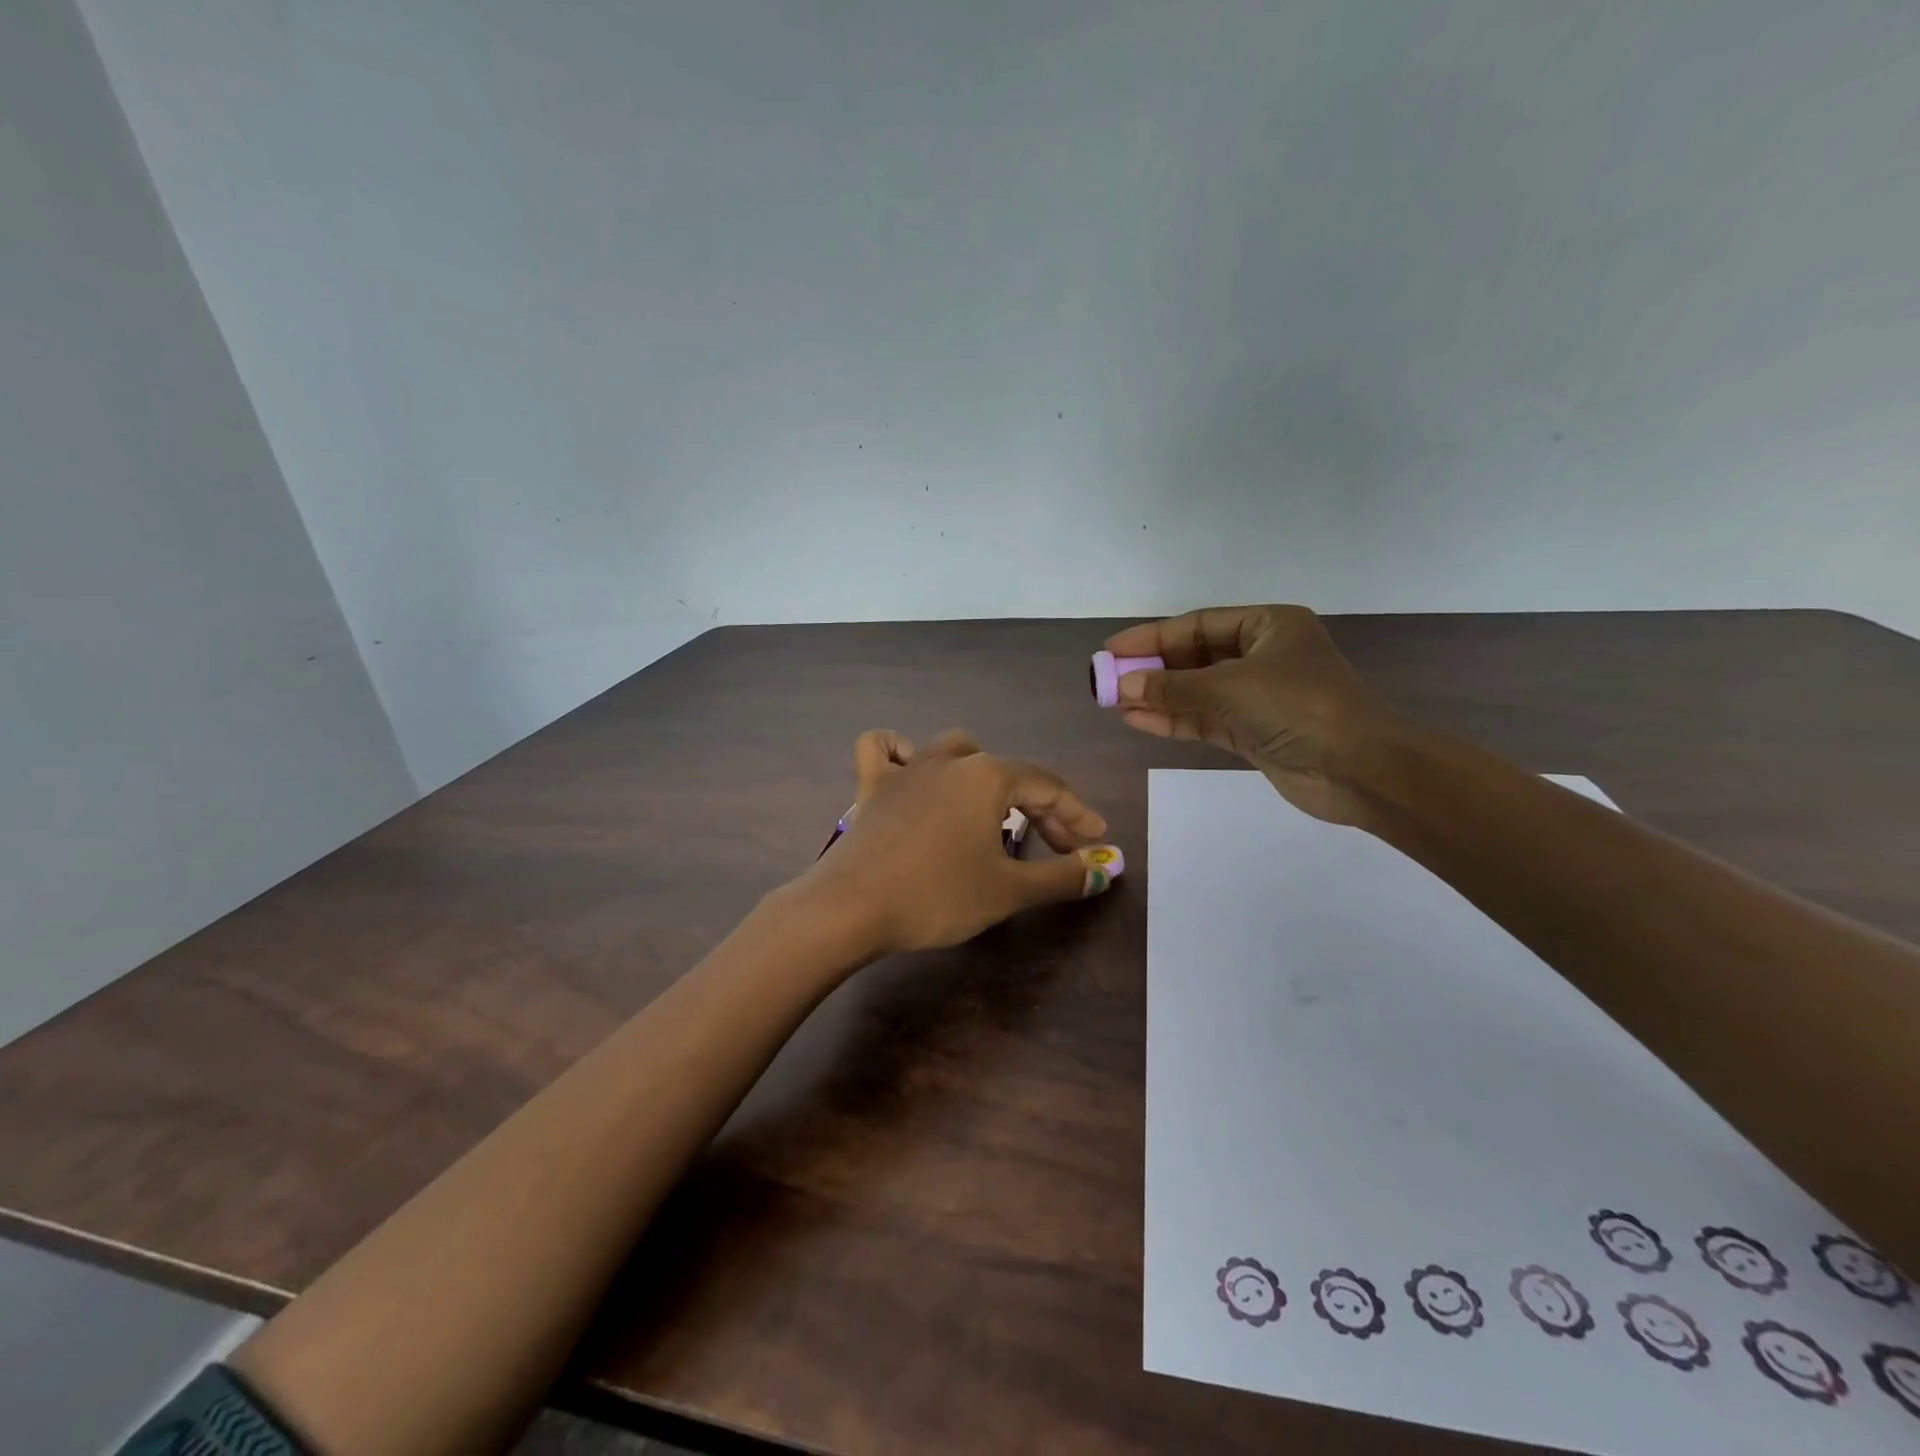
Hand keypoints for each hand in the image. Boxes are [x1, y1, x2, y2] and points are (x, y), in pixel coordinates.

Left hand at [794, 729, 1123, 956]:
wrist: (850, 907)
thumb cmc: (938, 895)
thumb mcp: (1008, 890)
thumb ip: (1061, 876)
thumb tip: (1103, 869)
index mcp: (988, 776)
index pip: (1047, 786)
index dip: (1077, 815)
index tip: (1096, 840)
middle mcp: (950, 760)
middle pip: (1007, 772)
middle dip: (1038, 806)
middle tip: (1056, 846)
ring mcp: (906, 769)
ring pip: (954, 751)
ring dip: (982, 775)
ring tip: (992, 808)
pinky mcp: (871, 786)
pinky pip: (884, 750)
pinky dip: (900, 752)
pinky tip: (912, 770)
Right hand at [1103, 605, 1403, 824]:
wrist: (1360, 769)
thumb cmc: (1299, 707)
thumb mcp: (1230, 687)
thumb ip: (1173, 687)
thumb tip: (1122, 685)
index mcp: (1267, 626)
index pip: (1197, 625)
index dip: (1151, 637)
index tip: (1112, 650)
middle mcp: (1262, 656)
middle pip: (1194, 658)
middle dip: (1151, 669)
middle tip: (1107, 679)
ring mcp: (1258, 697)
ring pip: (1196, 692)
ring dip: (1157, 697)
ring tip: (1112, 702)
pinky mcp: (1253, 732)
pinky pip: (1204, 720)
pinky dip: (1173, 719)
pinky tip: (1137, 719)